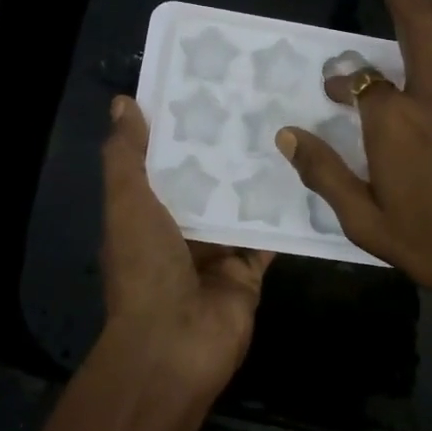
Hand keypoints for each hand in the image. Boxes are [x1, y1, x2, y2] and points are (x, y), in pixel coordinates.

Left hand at [97, 96, 271, 400]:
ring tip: (288, 128)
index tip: (207, 87)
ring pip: (240, 206)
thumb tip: (124, 102)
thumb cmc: (145, 268)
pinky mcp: (248, 271)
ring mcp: (217, 252)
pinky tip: (307, 178)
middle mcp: (180, 230)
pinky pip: (269, 237)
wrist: (174, 343)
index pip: (164, 162)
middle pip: (207, 182)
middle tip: (260, 100)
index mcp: (145, 213)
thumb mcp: (127, 203)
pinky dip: (285, 215)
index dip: (180, 128)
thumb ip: (126, 156)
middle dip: (226, 149)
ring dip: (257, 177)